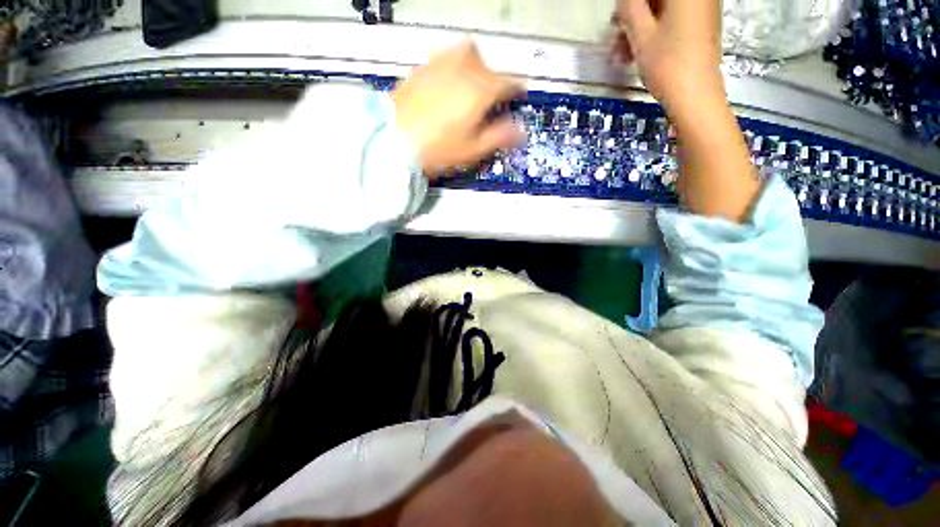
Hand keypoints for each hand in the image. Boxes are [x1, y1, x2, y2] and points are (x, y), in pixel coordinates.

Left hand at [393, 39, 524, 176]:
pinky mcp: (422, 68)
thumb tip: (521, 132)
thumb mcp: (473, 150)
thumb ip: (500, 137)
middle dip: (495, 79)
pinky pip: (445, 57)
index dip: (517, 90)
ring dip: (475, 66)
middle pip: (488, 65)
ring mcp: (440, 65)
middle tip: (492, 97)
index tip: (519, 94)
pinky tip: (447, 84)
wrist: (395, 140)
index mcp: (480, 91)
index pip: (508, 83)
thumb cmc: (438, 149)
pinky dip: (454, 66)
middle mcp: (463, 70)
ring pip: (467, 53)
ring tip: (471, 85)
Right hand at [612, 0, 722, 105]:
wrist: (695, 96)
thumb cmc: (668, 65)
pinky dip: (654, 30)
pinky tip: (638, 50)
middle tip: (615, 32)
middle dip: (634, 13)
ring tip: (621, 50)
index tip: (617, 16)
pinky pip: (672, 19)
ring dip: (640, 25)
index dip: (629, 3)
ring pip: (663, 9)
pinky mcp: (701, 24)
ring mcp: (702, 8)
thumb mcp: (641, 36)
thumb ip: (630, 8)